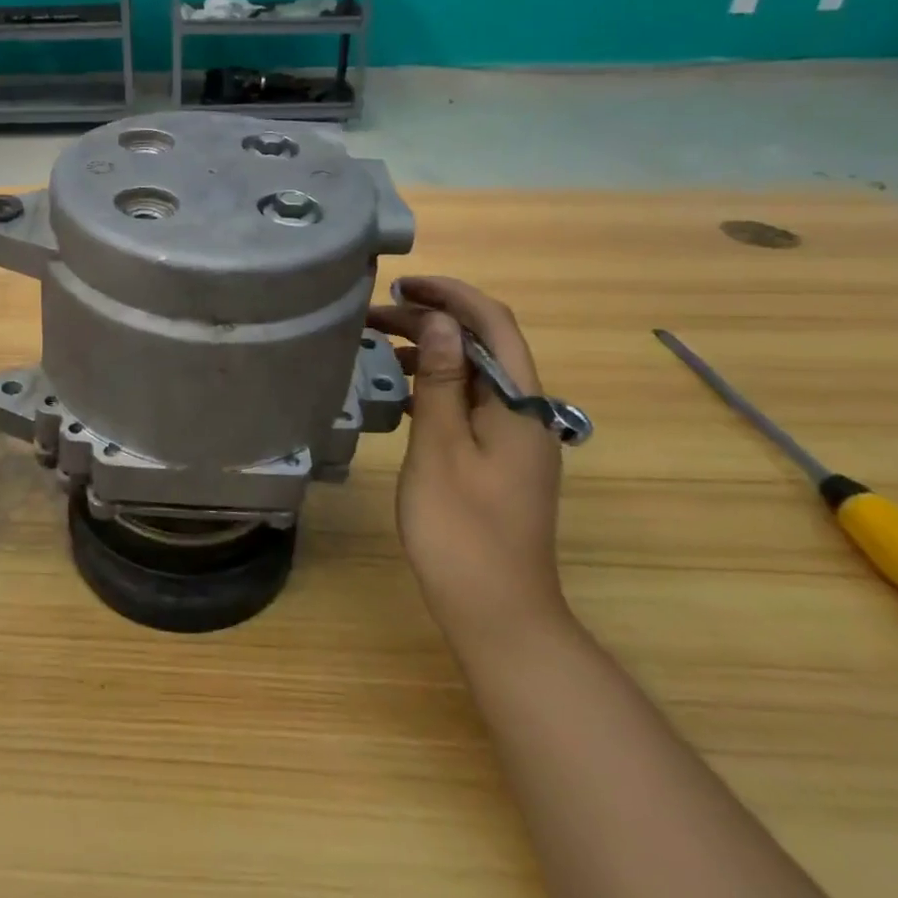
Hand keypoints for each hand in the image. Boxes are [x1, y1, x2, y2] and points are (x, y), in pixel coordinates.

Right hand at [369, 278, 568, 651]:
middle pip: (482, 346)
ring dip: (430, 352)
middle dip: (432, 322)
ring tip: (378, 347)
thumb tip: (440, 320)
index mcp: (519, 404)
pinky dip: (434, 386)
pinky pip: (466, 403)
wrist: (498, 612)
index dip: (451, 295)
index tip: (401, 285)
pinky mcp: (498, 459)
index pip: (493, 324)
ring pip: (472, 374)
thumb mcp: (440, 448)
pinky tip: (399, 395)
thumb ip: (440, 380)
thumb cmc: (461, 529)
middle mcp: (525, 412)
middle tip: (373, 316)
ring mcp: (513, 438)